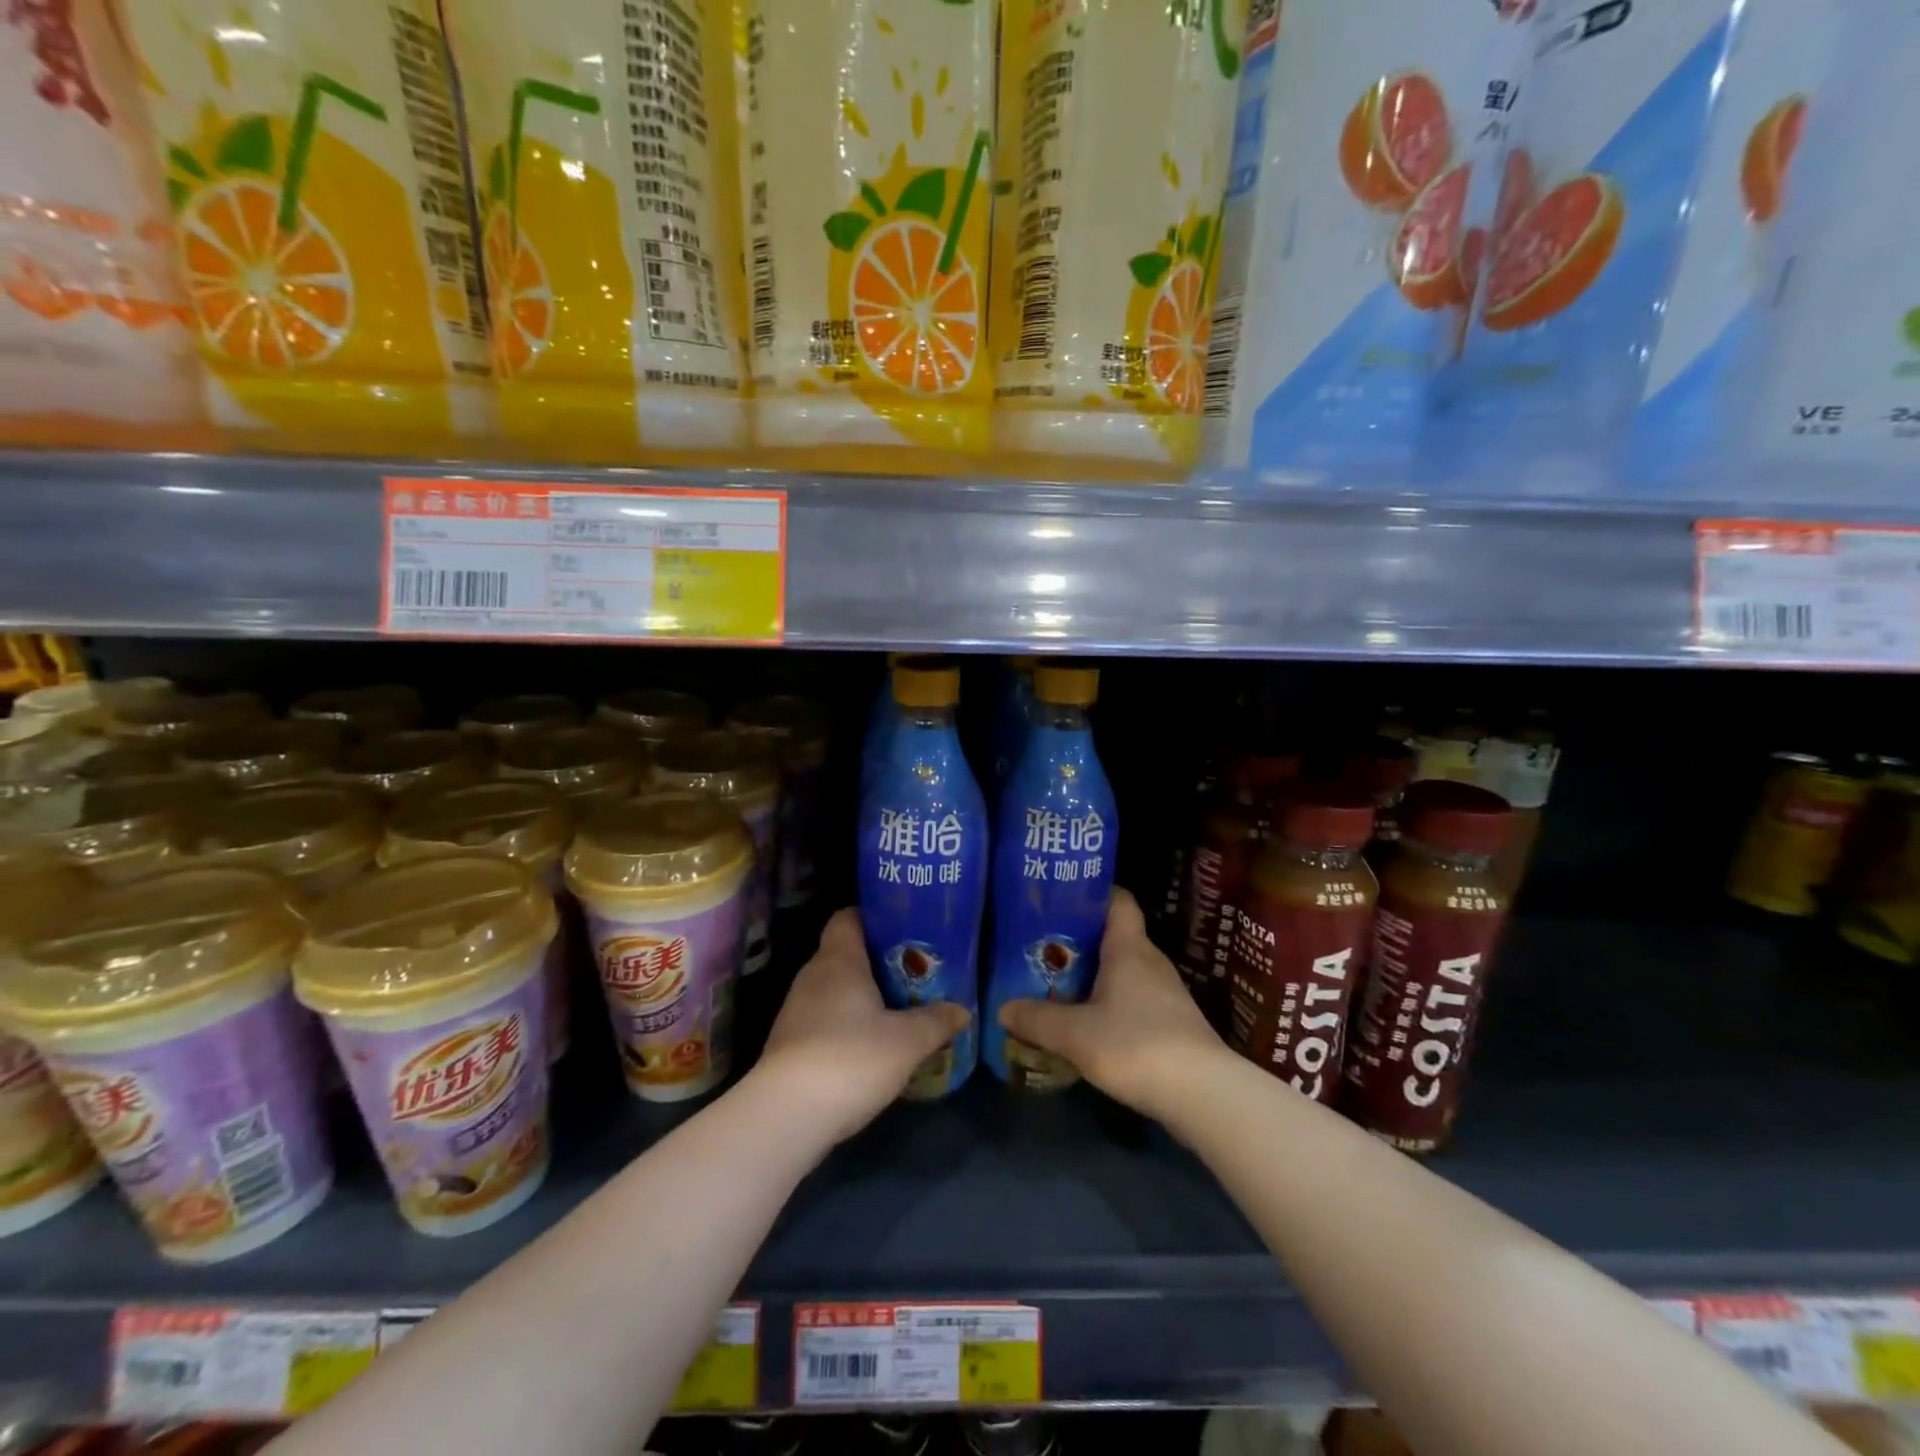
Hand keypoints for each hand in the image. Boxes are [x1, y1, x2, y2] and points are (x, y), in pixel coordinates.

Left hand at [753, 908, 969, 1144]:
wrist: (787, 1116)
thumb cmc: (851, 1058)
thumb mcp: (907, 1040)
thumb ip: (936, 1021)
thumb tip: (962, 1009)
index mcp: (838, 960)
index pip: (848, 918)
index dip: (873, 917)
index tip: (903, 927)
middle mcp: (812, 977)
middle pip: (845, 954)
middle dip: (879, 961)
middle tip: (915, 971)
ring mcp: (796, 1012)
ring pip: (836, 990)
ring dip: (864, 997)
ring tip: (900, 1008)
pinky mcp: (790, 1045)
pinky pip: (826, 1020)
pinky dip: (848, 1025)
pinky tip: (873, 1045)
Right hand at [998, 889, 1226, 1122]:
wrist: (1204, 1094)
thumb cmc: (1136, 1045)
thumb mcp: (1075, 1034)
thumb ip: (1037, 1019)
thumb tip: (1002, 1008)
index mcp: (1129, 949)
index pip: (1119, 900)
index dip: (1094, 893)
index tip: (1062, 898)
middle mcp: (1151, 962)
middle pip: (1115, 937)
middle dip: (1081, 941)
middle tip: (1043, 948)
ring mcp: (1167, 994)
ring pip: (1124, 971)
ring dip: (1095, 976)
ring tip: (1058, 986)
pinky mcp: (1174, 1024)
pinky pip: (1135, 1000)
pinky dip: (1111, 1004)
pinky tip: (1089, 1024)